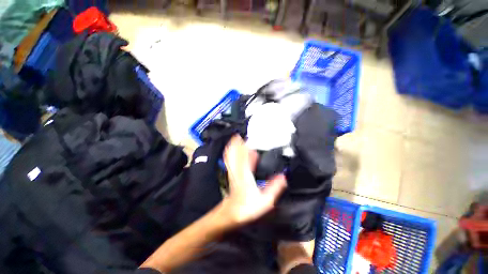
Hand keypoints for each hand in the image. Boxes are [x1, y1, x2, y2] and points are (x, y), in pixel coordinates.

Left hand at [222, 135, 286, 224]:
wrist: (232, 213)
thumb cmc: (248, 207)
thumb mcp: (265, 200)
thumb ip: (275, 187)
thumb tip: (284, 176)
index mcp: (245, 174)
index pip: (244, 156)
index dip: (245, 146)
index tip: (248, 138)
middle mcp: (237, 170)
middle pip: (235, 152)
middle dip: (237, 142)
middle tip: (242, 134)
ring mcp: (233, 170)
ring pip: (231, 155)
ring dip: (234, 146)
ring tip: (237, 137)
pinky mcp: (232, 172)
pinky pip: (230, 160)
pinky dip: (232, 152)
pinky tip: (235, 149)